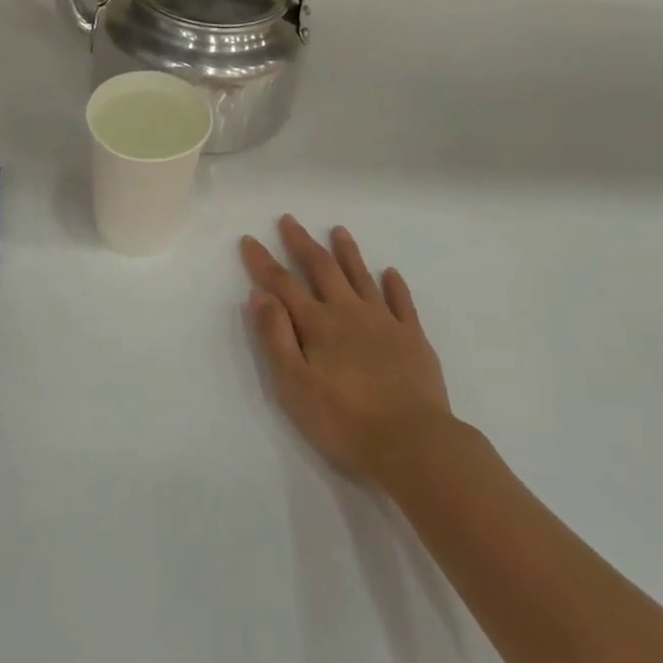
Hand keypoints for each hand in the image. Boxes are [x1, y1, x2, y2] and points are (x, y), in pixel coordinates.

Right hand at [241, 216, 451, 482]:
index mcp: (317, 324)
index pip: (282, 284)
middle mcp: (348, 312)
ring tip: (339, 230)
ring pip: (361, 276)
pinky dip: (395, 285)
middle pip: (322, 268)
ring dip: (347, 252)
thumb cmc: (344, 420)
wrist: (413, 442)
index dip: (263, 262)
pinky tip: (390, 272)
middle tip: (290, 219)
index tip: (249, 239)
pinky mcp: (413, 338)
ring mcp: (384, 322)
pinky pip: (402, 302)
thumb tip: (258, 295)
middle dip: (303, 243)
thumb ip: (275, 337)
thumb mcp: (294, 385)